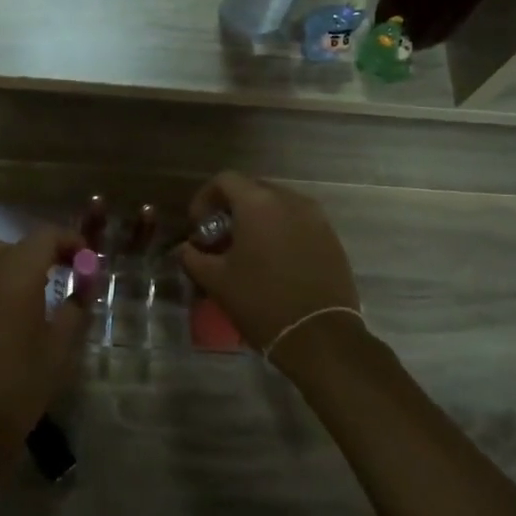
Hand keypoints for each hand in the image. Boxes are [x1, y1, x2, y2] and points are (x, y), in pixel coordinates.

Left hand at [0, 226, 88, 458]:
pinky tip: (12, 306)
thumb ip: (75, 306)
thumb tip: (85, 284)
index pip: (43, 237)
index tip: (85, 258)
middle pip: (15, 243)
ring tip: (36, 285)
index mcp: (17, 278)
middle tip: (64, 269)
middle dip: (42, 249)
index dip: (67, 240)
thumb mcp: (62, 345)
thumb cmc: (25, 382)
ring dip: (16, 260)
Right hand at [175, 172, 359, 358]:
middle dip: (232, 208)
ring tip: (248, 251)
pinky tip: (275, 262)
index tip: (198, 227)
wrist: (319, 336)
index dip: (205, 198)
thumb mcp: (216, 281)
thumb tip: (184, 249)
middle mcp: (290, 201)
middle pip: (253, 189)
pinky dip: (281, 232)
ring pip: (278, 205)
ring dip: (258, 220)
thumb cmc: (261, 302)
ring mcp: (316, 218)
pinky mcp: (332, 238)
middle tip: (220, 239)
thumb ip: (193, 257)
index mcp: (258, 203)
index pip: (225, 179)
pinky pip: (299, 222)